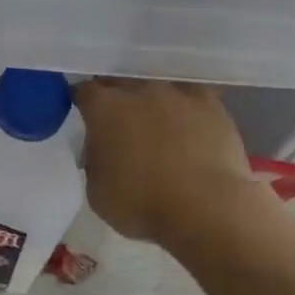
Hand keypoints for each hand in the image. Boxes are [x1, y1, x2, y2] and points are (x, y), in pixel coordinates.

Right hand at [73, 79, 258, 244]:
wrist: (206, 210)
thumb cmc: (141, 205)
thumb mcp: (96, 190)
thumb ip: (94, 159)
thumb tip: (103, 150)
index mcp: (104, 108)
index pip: (84, 92)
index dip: (84, 105)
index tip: (86, 120)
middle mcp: (138, 90)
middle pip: (120, 84)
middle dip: (116, 100)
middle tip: (120, 126)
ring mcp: (177, 93)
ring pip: (156, 89)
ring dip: (151, 104)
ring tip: (158, 128)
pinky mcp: (211, 104)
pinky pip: (191, 98)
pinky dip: (185, 109)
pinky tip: (189, 127)